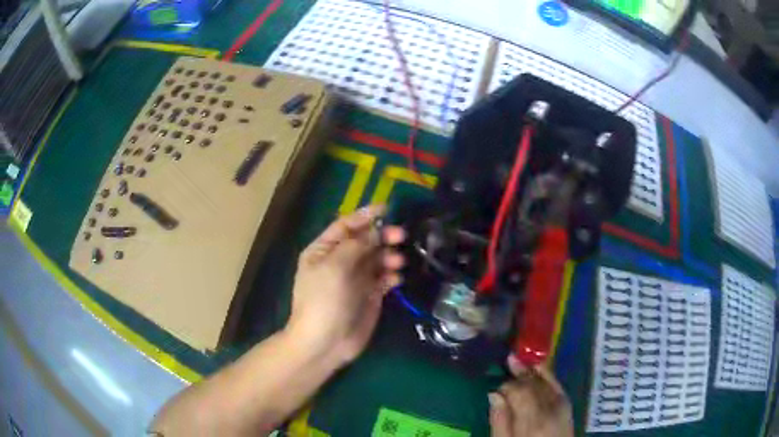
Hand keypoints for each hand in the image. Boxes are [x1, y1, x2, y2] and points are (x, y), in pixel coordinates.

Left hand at [285, 205, 405, 366]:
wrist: (325, 342)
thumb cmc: (324, 300)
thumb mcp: (335, 267)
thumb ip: (357, 245)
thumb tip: (376, 230)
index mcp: (324, 251)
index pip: (346, 226)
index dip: (365, 216)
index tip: (388, 209)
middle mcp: (340, 261)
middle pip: (365, 241)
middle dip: (382, 236)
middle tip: (401, 235)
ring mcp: (356, 279)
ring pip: (377, 258)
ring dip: (389, 255)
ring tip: (398, 261)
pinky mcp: (370, 295)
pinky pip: (384, 278)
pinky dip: (392, 274)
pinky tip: (397, 277)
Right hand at [489, 355, 573, 436]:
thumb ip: (499, 421)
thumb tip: (494, 394)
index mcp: (532, 420)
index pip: (520, 391)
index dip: (507, 384)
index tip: (496, 386)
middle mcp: (550, 409)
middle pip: (534, 384)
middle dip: (520, 373)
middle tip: (509, 361)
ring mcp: (562, 406)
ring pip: (547, 382)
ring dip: (534, 371)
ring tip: (522, 360)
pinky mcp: (568, 407)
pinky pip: (558, 386)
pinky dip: (548, 376)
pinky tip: (539, 370)